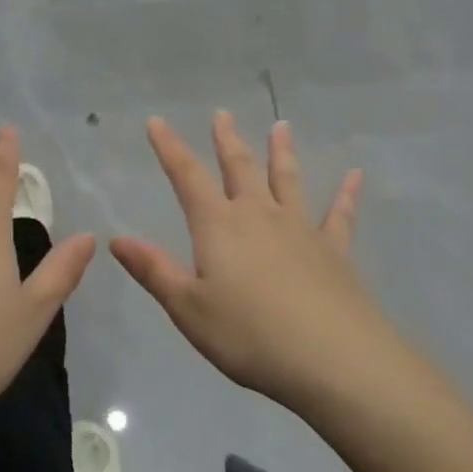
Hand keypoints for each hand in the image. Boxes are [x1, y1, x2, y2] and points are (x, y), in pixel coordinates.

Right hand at [111, 112, 394, 414]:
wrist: (332, 358)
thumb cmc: (249, 336)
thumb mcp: (189, 309)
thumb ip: (155, 271)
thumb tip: (117, 239)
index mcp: (218, 226)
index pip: (187, 176)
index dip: (170, 147)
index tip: (157, 121)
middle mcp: (258, 215)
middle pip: (239, 168)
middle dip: (227, 140)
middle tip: (222, 113)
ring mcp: (300, 228)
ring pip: (287, 180)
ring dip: (281, 152)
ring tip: (281, 125)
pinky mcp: (334, 250)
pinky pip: (339, 214)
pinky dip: (346, 194)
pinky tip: (355, 176)